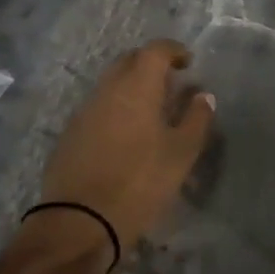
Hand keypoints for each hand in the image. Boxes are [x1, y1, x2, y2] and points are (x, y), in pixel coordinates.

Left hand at [38, 40, 215, 258]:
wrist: (79, 222)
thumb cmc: (139, 182)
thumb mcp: (181, 153)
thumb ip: (196, 119)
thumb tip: (203, 95)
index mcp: (136, 86)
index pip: (155, 50)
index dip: (173, 50)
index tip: (188, 62)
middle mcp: (107, 89)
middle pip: (129, 61)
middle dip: (151, 64)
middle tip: (171, 82)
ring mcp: (84, 111)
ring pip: (111, 84)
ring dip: (132, 87)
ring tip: (152, 110)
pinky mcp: (70, 134)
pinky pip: (98, 107)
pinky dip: (116, 108)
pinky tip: (127, 133)